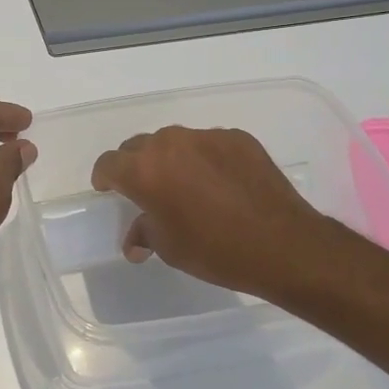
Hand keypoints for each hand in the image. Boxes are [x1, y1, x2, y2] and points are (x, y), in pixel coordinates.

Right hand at [90, 125, 345, 299]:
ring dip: (172, 160)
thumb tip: (134, 240)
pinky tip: (221, 183)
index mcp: (144, 170)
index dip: (104, 177)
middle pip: (139, 147)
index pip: (109, 163)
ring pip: (175, 142)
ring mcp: (206, 137)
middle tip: (147, 190)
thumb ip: (144, 233)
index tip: (108, 189)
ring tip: (187, 185)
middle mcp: (170, 144)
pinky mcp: (237, 138)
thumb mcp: (170, 248)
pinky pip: (209, 144)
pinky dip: (206, 159)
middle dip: (136, 165)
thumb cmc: (215, 251)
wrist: (283, 245)